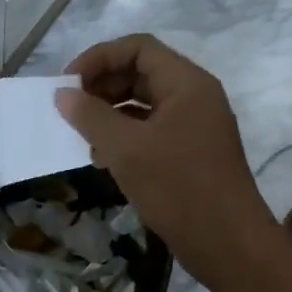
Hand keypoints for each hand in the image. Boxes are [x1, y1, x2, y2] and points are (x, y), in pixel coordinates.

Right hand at [55, 35, 279, 286]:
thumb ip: (91, 117)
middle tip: (71, 111)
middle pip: (141, 73)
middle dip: (102, 86)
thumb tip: (63, 95)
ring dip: (110, 114)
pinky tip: (103, 159)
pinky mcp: (191, 154)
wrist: (227, 243)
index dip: (99, 58)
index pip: (138, 48)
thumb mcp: (126, 149)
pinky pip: (152, 131)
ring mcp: (195, 126)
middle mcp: (194, 97)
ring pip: (144, 104)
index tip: (68, 84)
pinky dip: (125, 137)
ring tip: (82, 137)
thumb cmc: (178, 187)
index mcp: (186, 83)